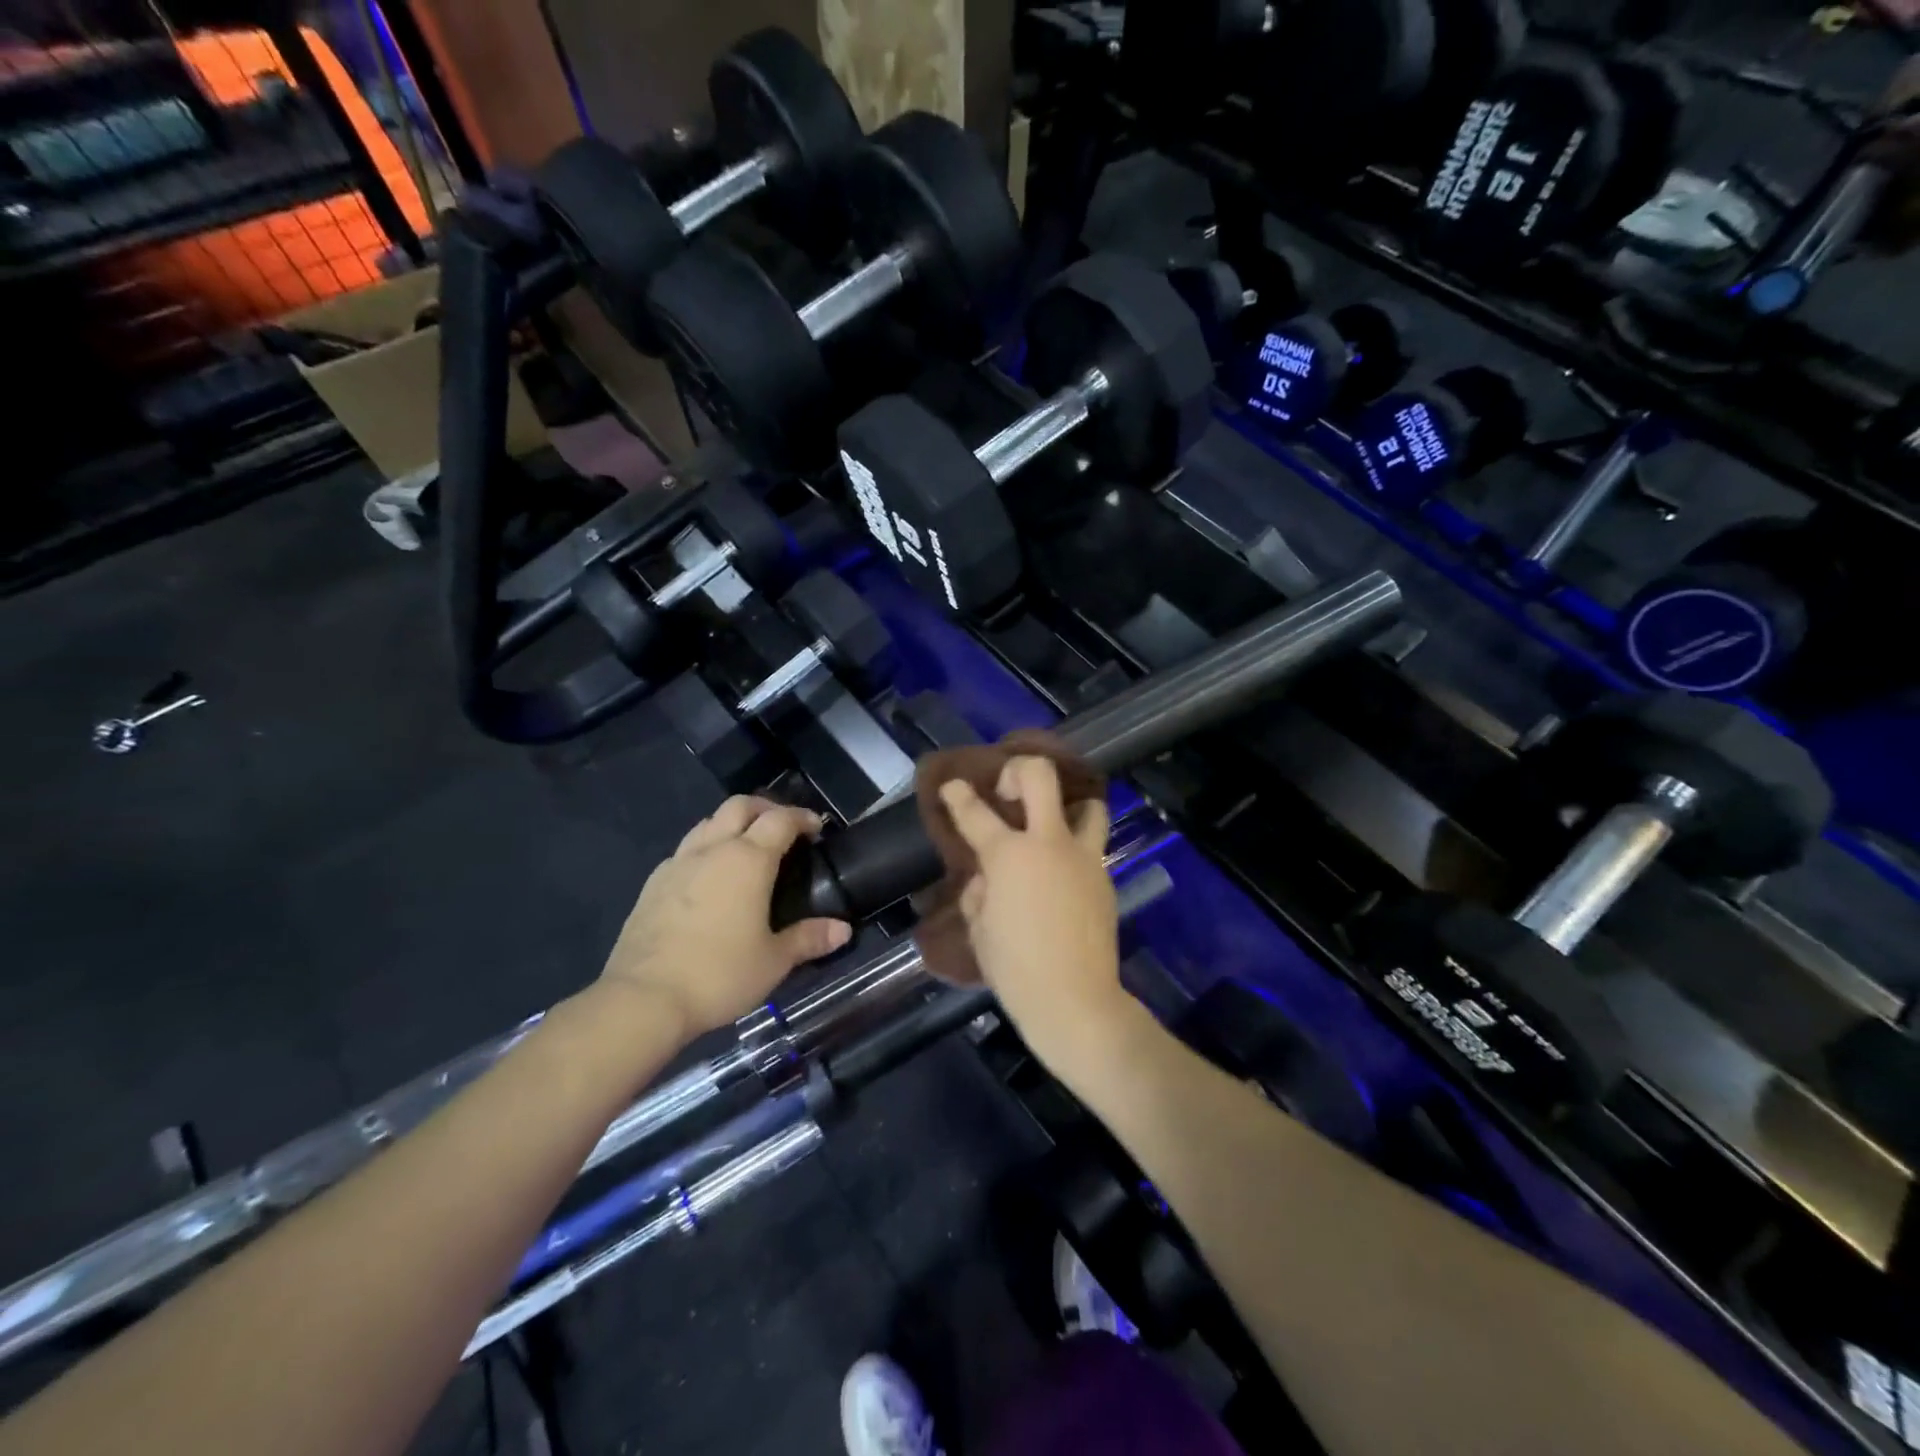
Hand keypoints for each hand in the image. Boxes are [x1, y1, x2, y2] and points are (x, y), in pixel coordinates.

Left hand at [599, 797, 851, 1036]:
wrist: (643, 998)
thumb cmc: (719, 974)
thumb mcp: (774, 961)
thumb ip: (809, 938)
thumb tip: (843, 930)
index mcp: (748, 860)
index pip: (780, 819)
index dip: (802, 817)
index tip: (816, 828)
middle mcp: (713, 850)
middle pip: (740, 806)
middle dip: (766, 808)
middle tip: (783, 828)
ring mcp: (678, 863)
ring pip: (709, 822)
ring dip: (733, 823)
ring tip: (747, 846)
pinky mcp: (653, 883)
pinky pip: (686, 849)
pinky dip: (706, 848)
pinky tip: (710, 876)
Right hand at [939, 757, 1126, 1072]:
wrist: (1076, 1001)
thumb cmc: (1015, 968)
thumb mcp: (979, 928)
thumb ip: (979, 890)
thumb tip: (988, 876)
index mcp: (1009, 855)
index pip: (975, 812)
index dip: (958, 795)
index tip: (953, 786)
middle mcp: (1049, 843)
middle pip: (1040, 776)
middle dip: (1019, 770)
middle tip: (1008, 791)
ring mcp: (1084, 857)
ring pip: (1087, 804)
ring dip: (1067, 806)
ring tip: (1051, 826)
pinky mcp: (1105, 876)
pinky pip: (1092, 846)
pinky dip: (1076, 847)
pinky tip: (1062, 873)